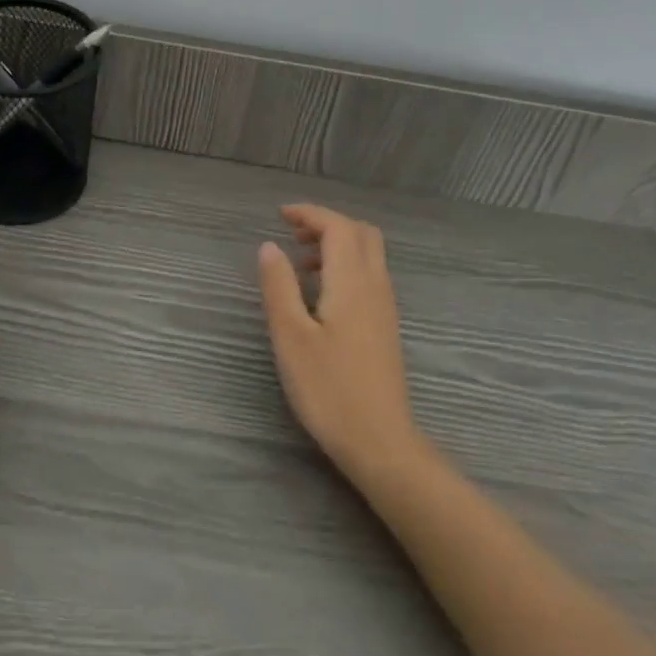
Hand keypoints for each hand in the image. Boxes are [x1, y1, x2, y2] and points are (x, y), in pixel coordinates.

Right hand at [257, 204, 422, 480]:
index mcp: (352, 282)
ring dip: (337, 245)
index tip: (280, 215)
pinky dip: (345, 266)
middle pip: (361, 233)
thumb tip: (269, 246)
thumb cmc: (328, 389)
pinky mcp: (386, 327)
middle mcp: (376, 286)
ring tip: (300, 263)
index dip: (310, 213)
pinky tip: (321, 294)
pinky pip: (370, 276)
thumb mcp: (290, 336)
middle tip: (293, 234)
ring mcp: (385, 308)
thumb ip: (279, 287)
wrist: (380, 441)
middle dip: (327, 223)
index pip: (338, 227)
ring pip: (368, 255)